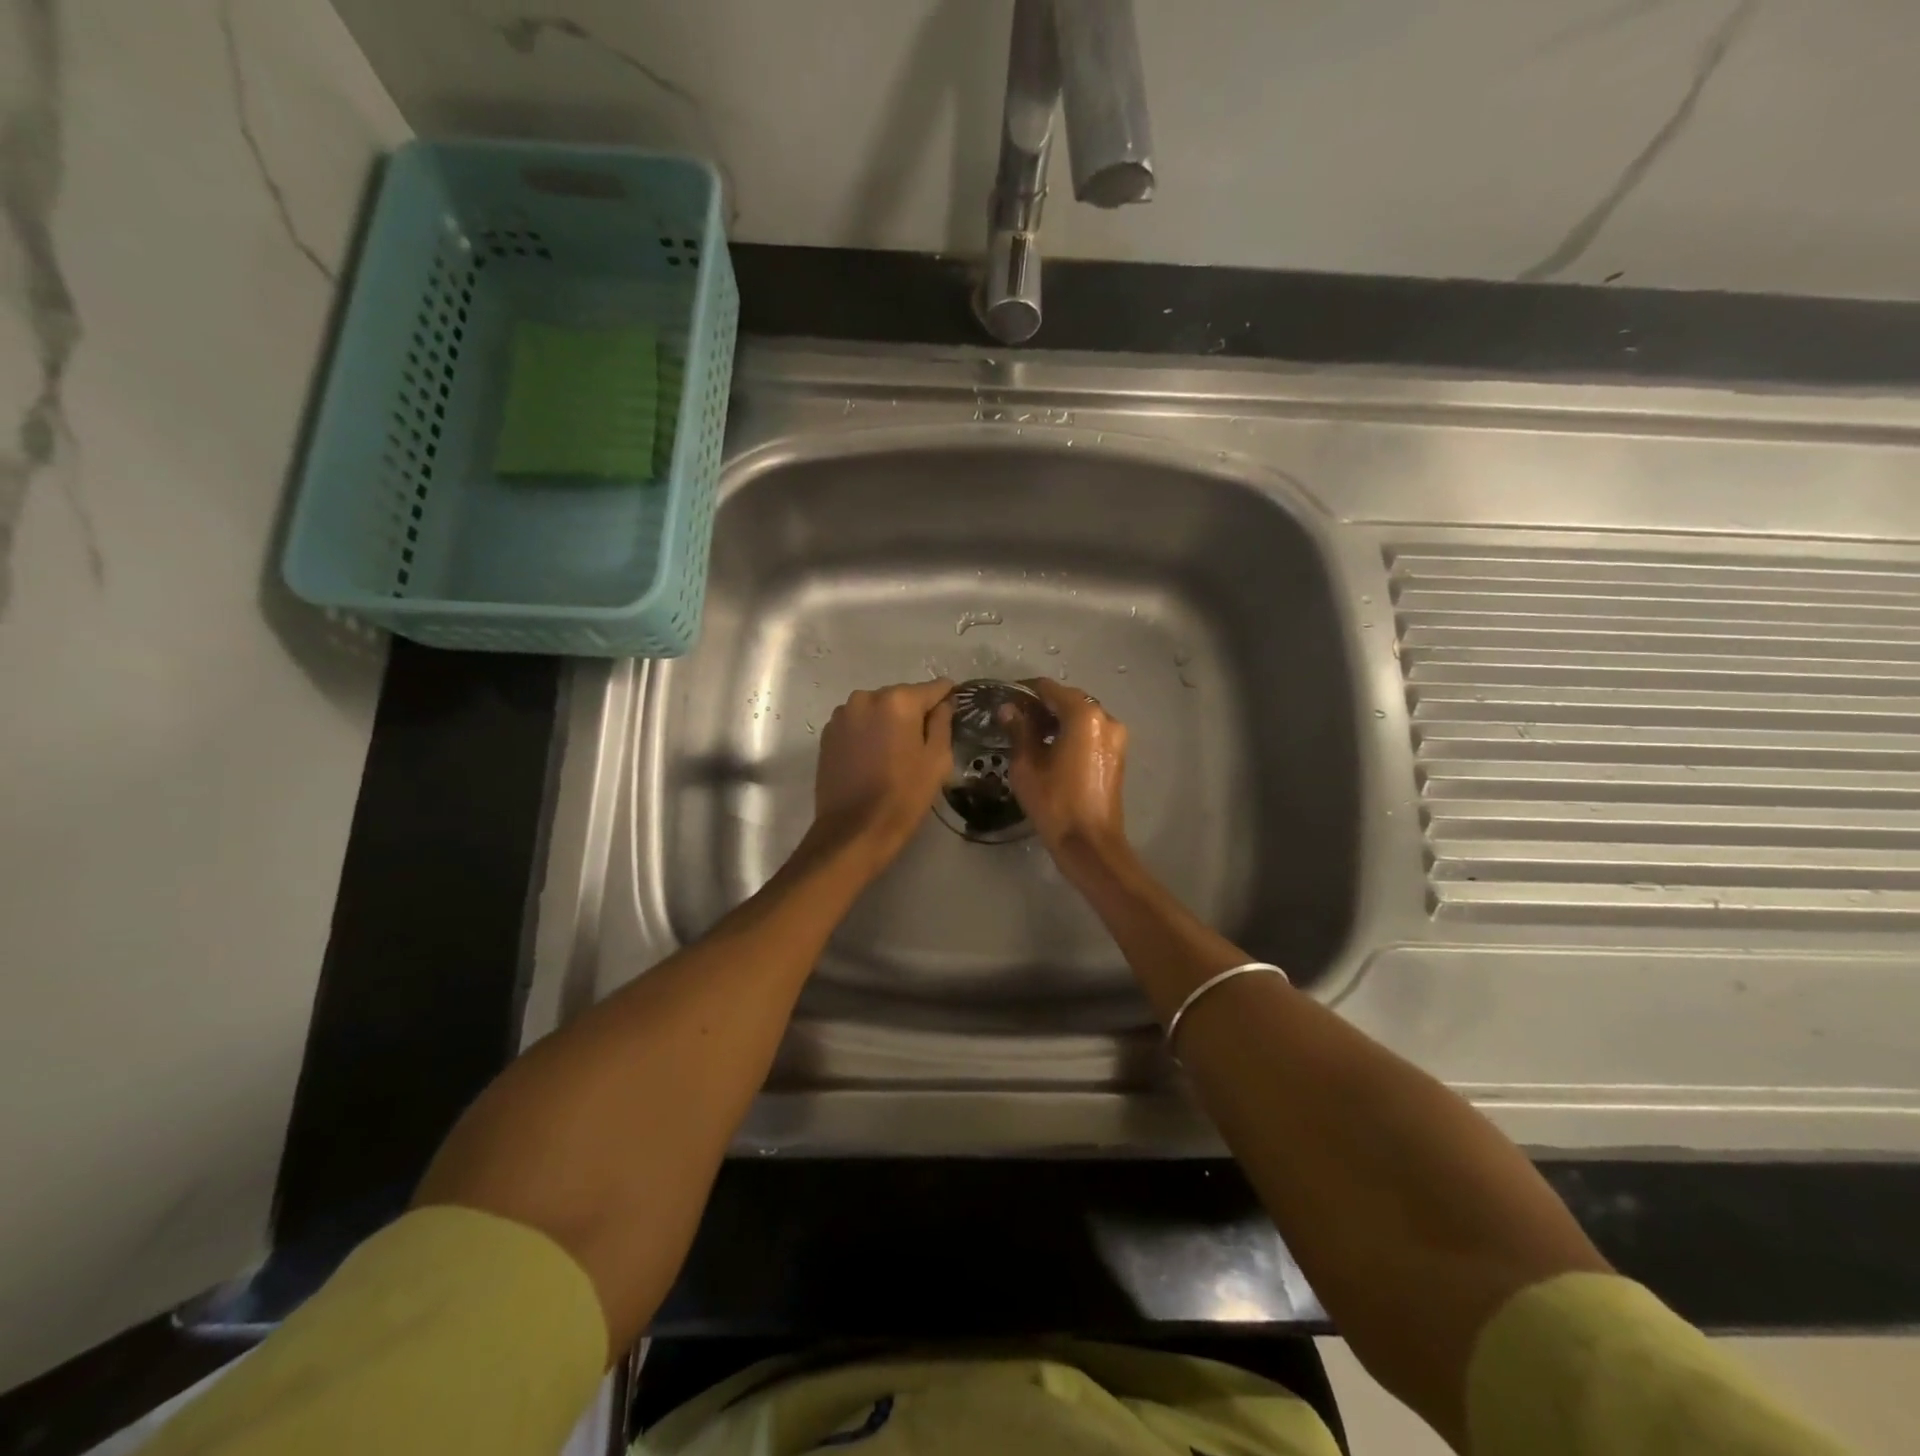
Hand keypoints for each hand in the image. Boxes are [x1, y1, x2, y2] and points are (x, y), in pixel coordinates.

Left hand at [808, 679, 954, 870]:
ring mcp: (843, 715)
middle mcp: (866, 697)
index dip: (947, 700)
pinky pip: (858, 724)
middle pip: (902, 697)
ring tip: (895, 754)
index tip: (952, 716)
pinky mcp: (828, 734)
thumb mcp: (937, 760)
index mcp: (898, 701)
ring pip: (877, 710)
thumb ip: (943, 723)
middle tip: (923, 744)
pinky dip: (868, 734)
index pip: (933, 688)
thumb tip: (944, 702)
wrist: (853, 830)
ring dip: (888, 723)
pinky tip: (873, 760)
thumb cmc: (903, 796)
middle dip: (914, 714)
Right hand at [1005, 678, 1129, 862]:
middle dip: (1042, 705)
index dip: (1025, 692)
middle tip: (1015, 719)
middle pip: (1068, 699)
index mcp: (1084, 715)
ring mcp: (1116, 737)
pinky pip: (1091, 732)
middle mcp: (1105, 718)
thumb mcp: (1027, 765)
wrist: (1090, 843)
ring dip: (1057, 720)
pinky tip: (1051, 749)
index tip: (1005, 700)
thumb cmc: (1055, 803)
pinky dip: (1071, 733)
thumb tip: (1008, 708)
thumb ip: (1019, 730)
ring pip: (1081, 716)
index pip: (1049, 689)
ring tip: (1030, 736)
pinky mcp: (1117, 754)